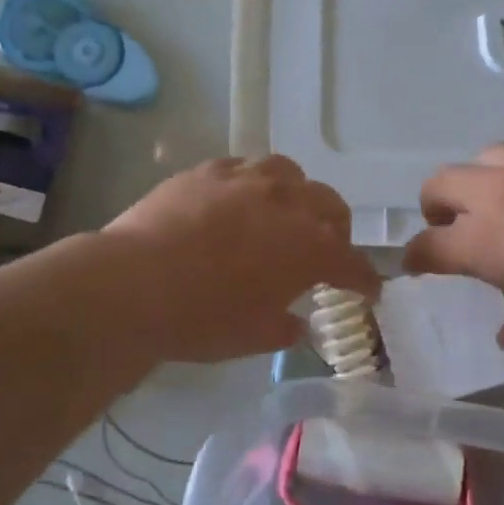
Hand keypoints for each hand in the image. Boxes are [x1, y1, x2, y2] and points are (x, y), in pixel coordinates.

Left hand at [103, 157, 381, 362]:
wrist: (135, 283)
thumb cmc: (203, 318)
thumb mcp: (253, 337)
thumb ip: (284, 327)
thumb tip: (296, 323)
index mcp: (310, 248)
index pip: (352, 263)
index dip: (364, 279)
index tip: (369, 290)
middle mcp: (289, 204)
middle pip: (331, 207)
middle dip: (337, 230)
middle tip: (326, 250)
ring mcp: (248, 180)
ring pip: (290, 175)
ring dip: (298, 196)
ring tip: (284, 214)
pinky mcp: (209, 170)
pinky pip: (245, 168)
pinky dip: (254, 184)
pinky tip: (238, 200)